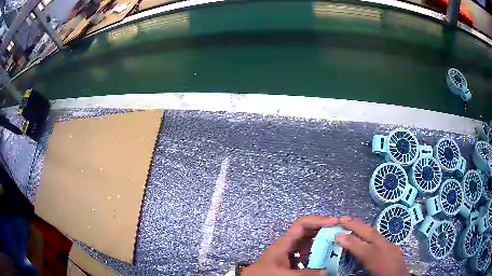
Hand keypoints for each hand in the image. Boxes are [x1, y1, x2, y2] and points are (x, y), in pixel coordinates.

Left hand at [242, 216, 337, 275]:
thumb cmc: (263, 274)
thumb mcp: (282, 274)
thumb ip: (304, 274)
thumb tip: (326, 271)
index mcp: (284, 242)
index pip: (302, 224)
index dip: (319, 220)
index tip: (335, 223)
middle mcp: (288, 243)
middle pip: (308, 231)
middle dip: (324, 229)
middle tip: (340, 232)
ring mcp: (289, 251)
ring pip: (308, 242)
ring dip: (322, 241)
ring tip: (336, 244)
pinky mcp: (290, 259)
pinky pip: (306, 253)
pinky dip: (316, 253)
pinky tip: (324, 259)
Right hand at [336, 216, 409, 275]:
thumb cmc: (382, 275)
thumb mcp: (367, 274)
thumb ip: (358, 257)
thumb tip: (347, 249)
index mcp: (375, 256)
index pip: (359, 246)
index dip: (347, 240)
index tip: (336, 235)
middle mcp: (383, 247)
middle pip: (368, 233)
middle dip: (355, 224)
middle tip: (342, 218)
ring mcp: (389, 245)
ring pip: (375, 233)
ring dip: (362, 226)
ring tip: (351, 222)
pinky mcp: (393, 247)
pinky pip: (379, 236)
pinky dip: (370, 232)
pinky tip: (366, 233)